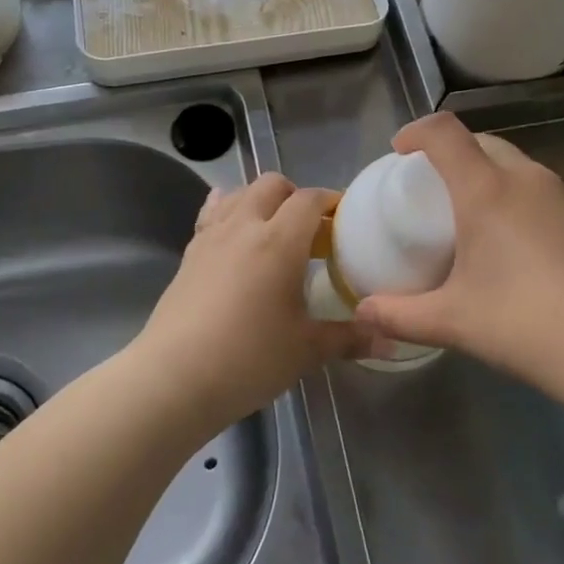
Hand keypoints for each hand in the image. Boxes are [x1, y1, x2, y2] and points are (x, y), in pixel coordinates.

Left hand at [133, 172, 370, 429]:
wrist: (173, 379)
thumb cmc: (249, 359)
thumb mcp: (306, 351)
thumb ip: (349, 338)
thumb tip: (390, 341)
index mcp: (279, 241)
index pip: (310, 200)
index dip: (331, 201)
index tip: (344, 219)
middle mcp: (244, 226)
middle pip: (272, 184)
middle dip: (295, 195)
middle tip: (310, 229)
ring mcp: (211, 237)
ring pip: (240, 193)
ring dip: (261, 200)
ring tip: (273, 229)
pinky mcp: (189, 253)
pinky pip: (212, 213)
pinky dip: (228, 211)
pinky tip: (233, 231)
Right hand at [353, 114, 563, 399]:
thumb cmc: (528, 324)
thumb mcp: (454, 322)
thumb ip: (400, 315)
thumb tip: (362, 312)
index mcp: (487, 190)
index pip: (445, 132)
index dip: (417, 131)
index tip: (399, 152)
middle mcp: (528, 179)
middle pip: (482, 142)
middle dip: (452, 154)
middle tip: (434, 191)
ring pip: (517, 166)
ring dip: (489, 176)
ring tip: (476, 221)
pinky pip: (544, 193)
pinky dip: (520, 200)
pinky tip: (522, 250)